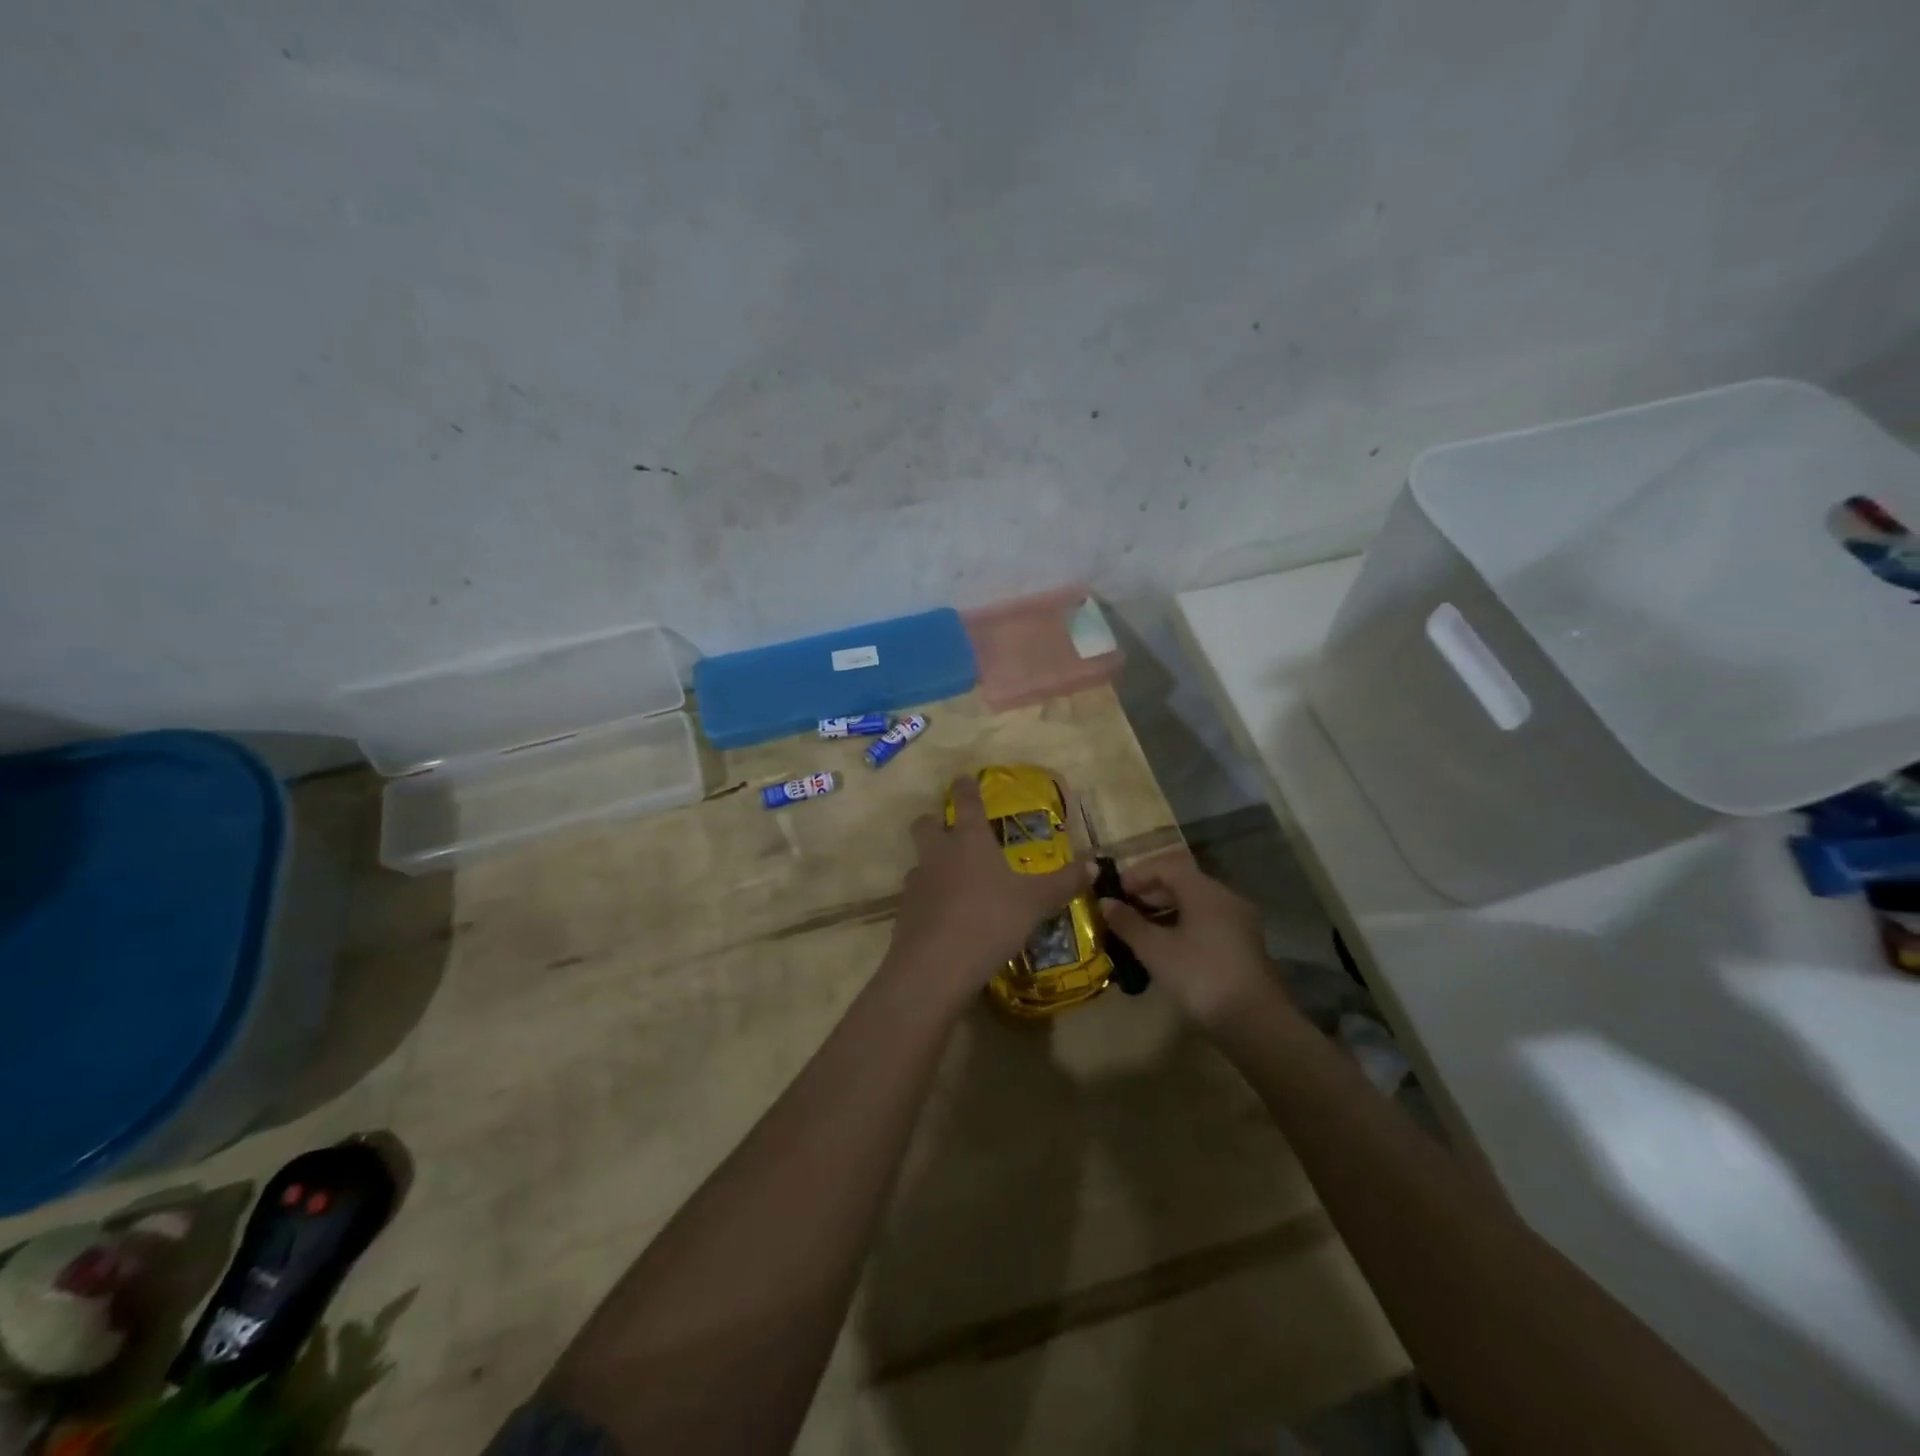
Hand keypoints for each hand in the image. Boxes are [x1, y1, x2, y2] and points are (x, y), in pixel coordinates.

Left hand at [885, 775, 1091, 1009]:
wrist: (935, 966)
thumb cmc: (989, 920)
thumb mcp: (1035, 903)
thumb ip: (1063, 883)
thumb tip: (1094, 864)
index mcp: (969, 841)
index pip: (966, 802)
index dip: (966, 788)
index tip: (964, 778)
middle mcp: (938, 854)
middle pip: (926, 824)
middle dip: (935, 822)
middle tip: (951, 831)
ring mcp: (916, 883)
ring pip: (920, 862)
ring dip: (933, 865)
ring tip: (955, 883)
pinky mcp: (904, 914)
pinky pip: (917, 897)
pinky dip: (930, 901)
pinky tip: (946, 918)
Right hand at [1098, 854, 1284, 1030]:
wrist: (1255, 1022)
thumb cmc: (1200, 976)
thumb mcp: (1155, 950)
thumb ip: (1128, 923)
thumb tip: (1105, 903)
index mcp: (1204, 891)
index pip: (1165, 866)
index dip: (1136, 875)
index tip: (1113, 892)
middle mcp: (1225, 898)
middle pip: (1182, 883)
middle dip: (1149, 894)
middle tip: (1122, 911)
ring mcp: (1238, 922)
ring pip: (1195, 905)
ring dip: (1165, 912)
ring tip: (1139, 930)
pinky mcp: (1243, 946)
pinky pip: (1207, 923)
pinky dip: (1183, 926)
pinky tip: (1166, 948)